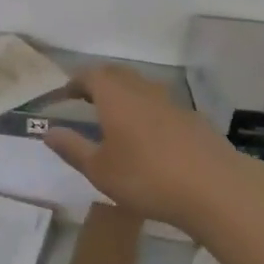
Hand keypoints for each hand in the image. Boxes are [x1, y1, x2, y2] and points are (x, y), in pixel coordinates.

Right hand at [41, 64, 248, 229]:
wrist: (214, 188)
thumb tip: (49, 131)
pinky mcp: (193, 120)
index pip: (91, 75)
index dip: (75, 82)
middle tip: (86, 101)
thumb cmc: (147, 178)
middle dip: (99, 83)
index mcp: (116, 97)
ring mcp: (172, 103)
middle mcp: (143, 91)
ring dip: (125, 96)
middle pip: (118, 75)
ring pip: (142, 88)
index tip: (64, 95)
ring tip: (115, 119)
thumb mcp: (100, 170)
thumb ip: (73, 148)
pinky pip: (162, 106)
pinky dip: (147, 112)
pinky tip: (149, 138)